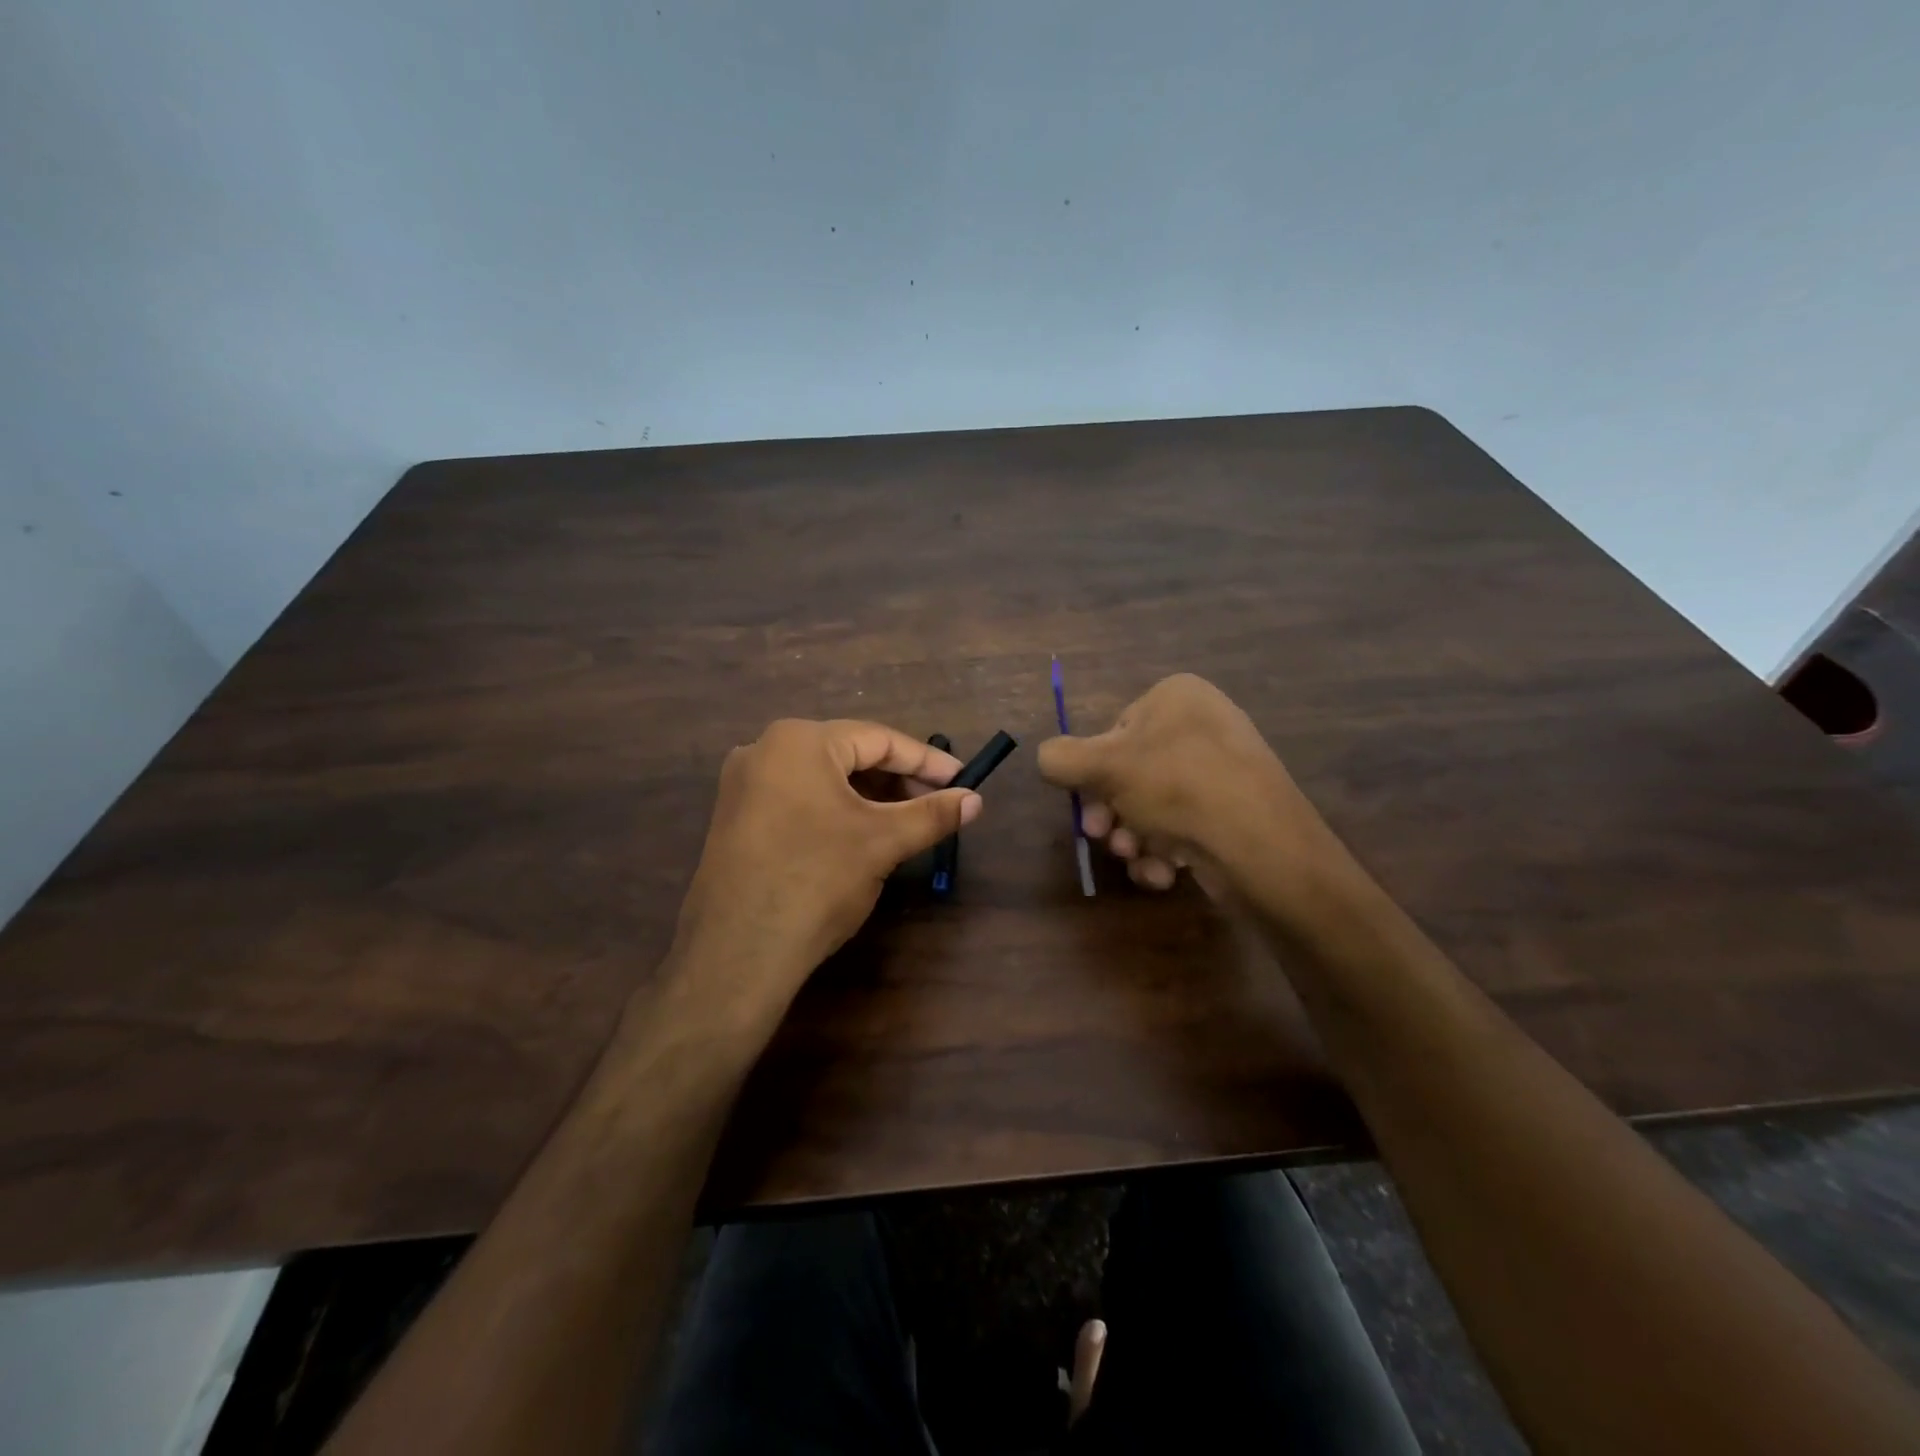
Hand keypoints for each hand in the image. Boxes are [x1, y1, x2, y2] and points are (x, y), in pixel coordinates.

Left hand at [671, 719, 981, 1016]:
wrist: (738, 952)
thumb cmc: (817, 880)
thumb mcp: (883, 842)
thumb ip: (932, 814)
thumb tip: (976, 800)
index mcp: (799, 740)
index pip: (878, 739)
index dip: (926, 761)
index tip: (962, 779)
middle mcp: (765, 750)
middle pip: (849, 755)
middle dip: (898, 779)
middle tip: (938, 803)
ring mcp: (744, 785)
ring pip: (824, 779)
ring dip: (869, 796)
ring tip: (907, 821)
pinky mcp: (736, 818)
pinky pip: (799, 799)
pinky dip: (837, 810)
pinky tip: (862, 834)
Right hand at [1036, 674, 1337, 898]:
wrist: (1260, 845)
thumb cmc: (1175, 787)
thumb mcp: (1102, 767)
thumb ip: (1059, 758)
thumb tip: (1046, 759)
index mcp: (1177, 697)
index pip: (1115, 732)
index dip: (1094, 774)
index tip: (1087, 808)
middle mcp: (1204, 724)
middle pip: (1132, 773)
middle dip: (1112, 813)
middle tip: (1104, 839)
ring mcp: (1225, 769)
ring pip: (1155, 805)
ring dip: (1133, 837)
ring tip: (1136, 859)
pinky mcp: (1237, 811)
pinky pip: (1186, 824)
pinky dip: (1166, 850)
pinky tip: (1164, 872)